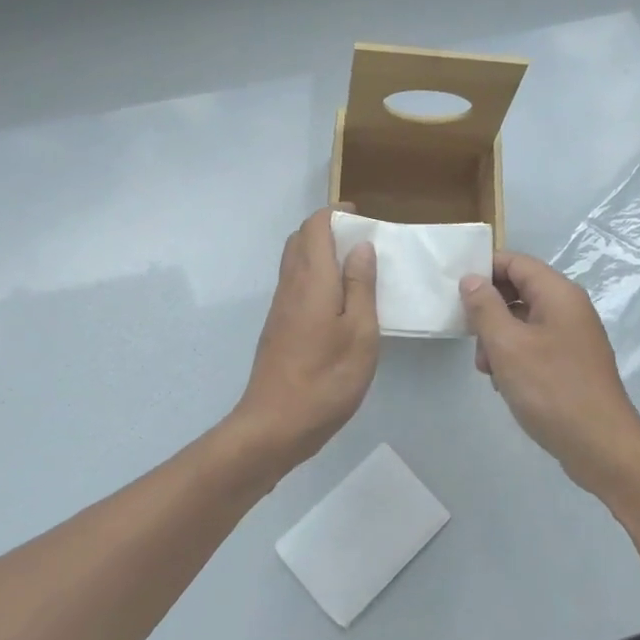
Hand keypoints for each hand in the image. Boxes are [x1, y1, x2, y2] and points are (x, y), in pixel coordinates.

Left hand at [231, 208, 378, 467]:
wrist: (275, 424)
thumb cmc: (327, 378)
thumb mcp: (360, 333)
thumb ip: (360, 286)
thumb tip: (360, 247)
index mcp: (312, 279)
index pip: (314, 226)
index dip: (336, 214)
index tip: (363, 219)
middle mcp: (291, 284)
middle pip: (301, 239)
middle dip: (329, 230)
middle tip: (362, 242)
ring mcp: (280, 306)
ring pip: (296, 261)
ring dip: (321, 253)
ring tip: (356, 268)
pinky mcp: (278, 326)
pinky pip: (296, 283)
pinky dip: (316, 275)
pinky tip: (339, 300)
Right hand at [459, 252, 639, 499]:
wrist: (601, 446)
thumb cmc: (551, 388)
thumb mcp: (507, 345)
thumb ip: (485, 307)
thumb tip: (472, 279)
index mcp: (558, 294)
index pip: (515, 262)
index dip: (484, 270)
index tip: (456, 292)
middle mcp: (568, 308)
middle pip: (518, 290)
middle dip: (489, 311)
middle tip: (470, 337)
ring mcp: (572, 336)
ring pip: (523, 321)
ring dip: (498, 338)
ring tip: (487, 369)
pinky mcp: (571, 363)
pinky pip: (534, 345)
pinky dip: (514, 356)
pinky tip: (505, 382)